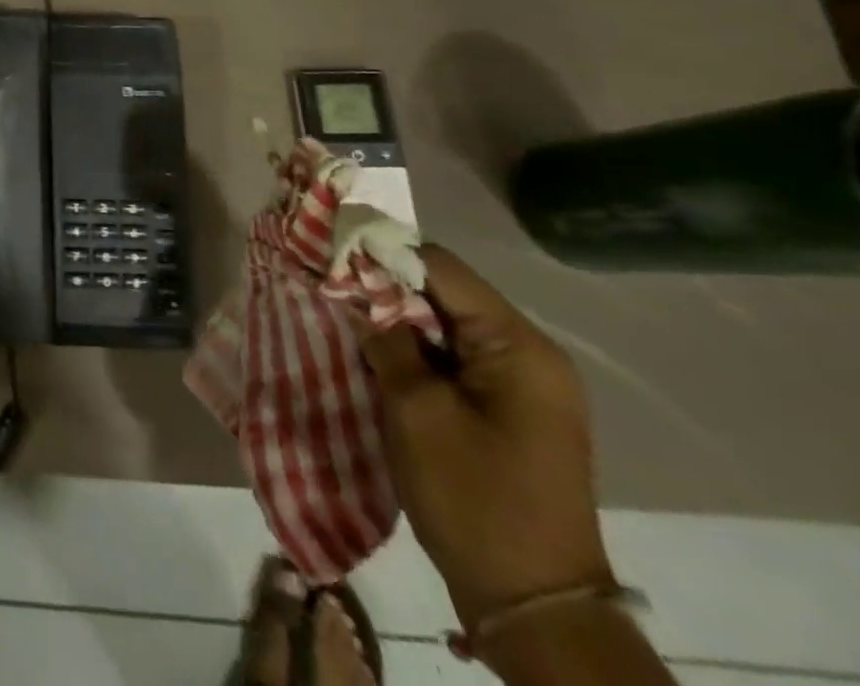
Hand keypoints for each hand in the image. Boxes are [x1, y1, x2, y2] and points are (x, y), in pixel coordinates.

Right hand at [354, 245, 613, 629]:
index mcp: (518, 346)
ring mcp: (521, 384)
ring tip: (342, 317)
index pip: (439, 267)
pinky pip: (452, 357)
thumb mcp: (416, 410)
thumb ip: (386, 338)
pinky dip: (412, 350)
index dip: (380, 254)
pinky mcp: (506, 409)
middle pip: (442, 292)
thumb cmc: (474, 498)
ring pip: (443, 324)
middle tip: (327, 287)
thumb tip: (355, 290)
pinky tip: (373, 354)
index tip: (327, 254)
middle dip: (383, 287)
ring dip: (395, 320)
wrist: (531, 606)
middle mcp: (528, 354)